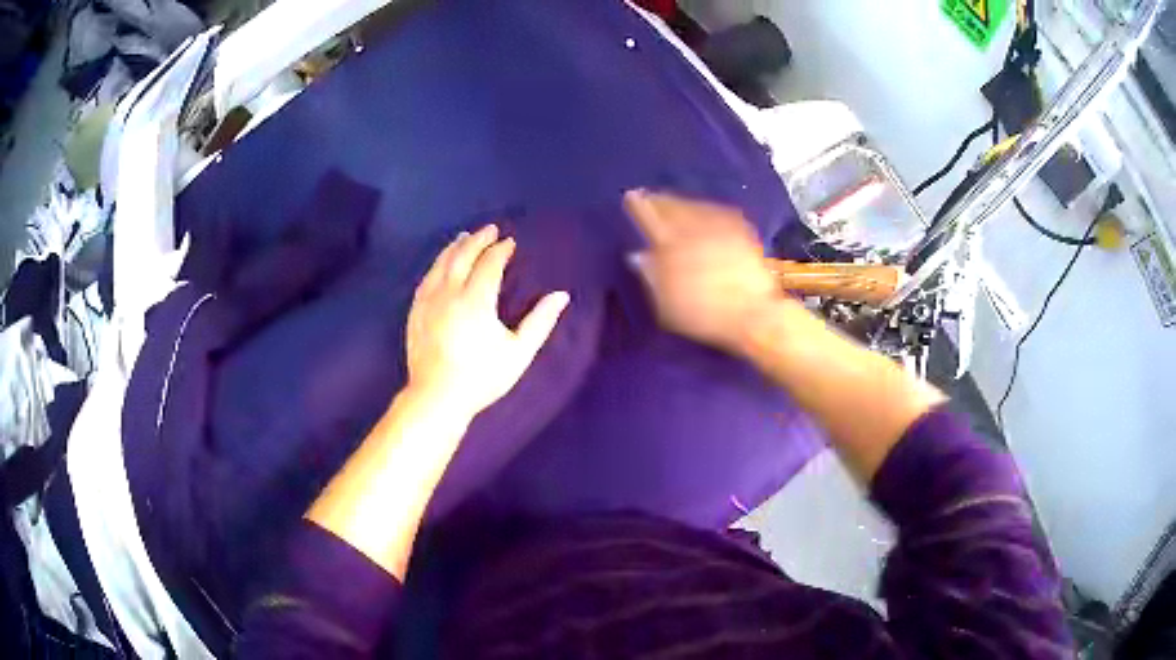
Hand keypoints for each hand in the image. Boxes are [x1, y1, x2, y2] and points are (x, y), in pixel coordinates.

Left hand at [406, 225, 569, 418]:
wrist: (437, 397)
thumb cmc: (481, 377)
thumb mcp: (518, 353)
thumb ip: (540, 321)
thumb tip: (561, 295)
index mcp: (476, 300)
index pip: (489, 264)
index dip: (500, 251)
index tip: (510, 242)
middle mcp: (450, 293)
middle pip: (462, 256)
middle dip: (477, 240)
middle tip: (489, 229)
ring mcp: (428, 302)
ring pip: (441, 264)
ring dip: (455, 248)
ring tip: (464, 237)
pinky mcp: (416, 312)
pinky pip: (426, 280)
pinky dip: (436, 266)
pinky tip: (439, 265)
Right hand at [625, 189, 780, 353]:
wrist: (753, 314)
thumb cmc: (705, 315)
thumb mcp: (667, 305)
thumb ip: (651, 276)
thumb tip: (638, 255)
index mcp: (671, 245)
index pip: (649, 217)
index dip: (638, 205)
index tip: (630, 196)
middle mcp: (694, 228)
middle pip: (672, 206)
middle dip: (659, 200)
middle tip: (650, 197)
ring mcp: (720, 227)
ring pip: (694, 205)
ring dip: (681, 202)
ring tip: (673, 203)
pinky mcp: (741, 230)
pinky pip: (716, 211)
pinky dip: (705, 209)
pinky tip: (702, 213)